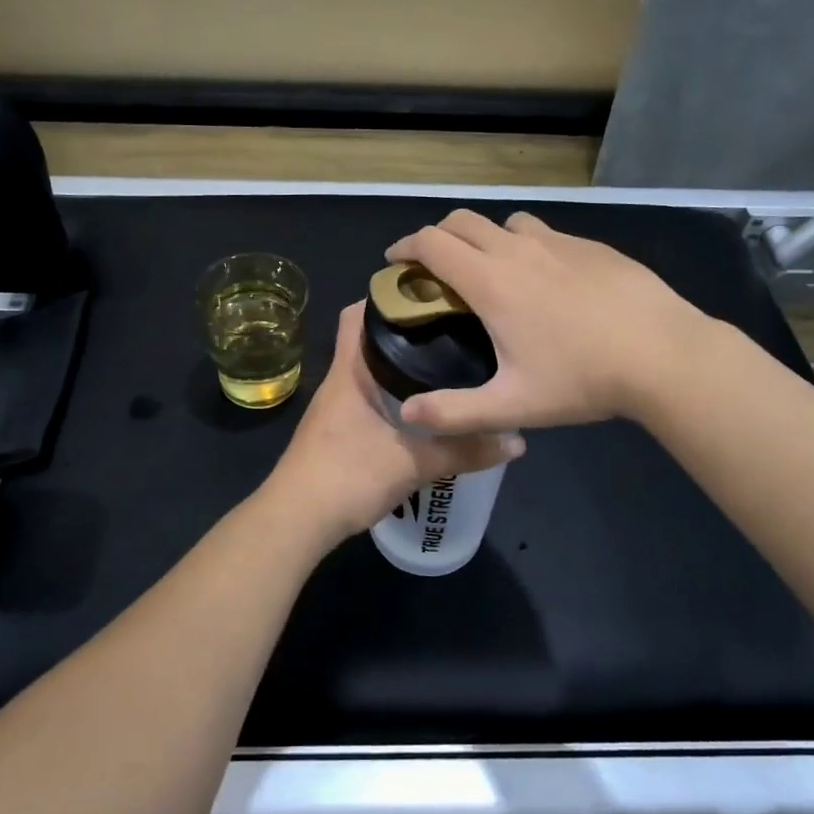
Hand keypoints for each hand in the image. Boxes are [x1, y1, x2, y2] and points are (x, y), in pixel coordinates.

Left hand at [258, 302, 523, 546]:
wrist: (296, 521)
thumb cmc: (347, 476)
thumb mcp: (413, 463)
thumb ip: (464, 451)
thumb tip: (516, 440)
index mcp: (350, 372)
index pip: (357, 315)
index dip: (385, 296)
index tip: (427, 293)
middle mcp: (340, 382)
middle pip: (369, 341)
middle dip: (406, 331)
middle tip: (451, 327)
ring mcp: (336, 409)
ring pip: (370, 372)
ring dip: (401, 366)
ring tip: (446, 363)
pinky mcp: (338, 433)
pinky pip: (370, 399)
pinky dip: (395, 395)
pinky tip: (424, 409)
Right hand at [383, 209, 712, 432]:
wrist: (665, 355)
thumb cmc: (582, 379)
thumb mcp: (512, 405)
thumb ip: (454, 412)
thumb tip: (407, 414)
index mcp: (491, 282)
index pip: (432, 243)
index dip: (405, 247)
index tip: (395, 262)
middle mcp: (518, 250)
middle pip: (462, 221)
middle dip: (438, 236)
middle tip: (435, 268)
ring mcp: (559, 243)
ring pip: (506, 223)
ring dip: (486, 238)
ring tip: (493, 272)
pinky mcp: (592, 247)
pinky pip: (546, 234)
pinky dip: (528, 246)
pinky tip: (549, 282)